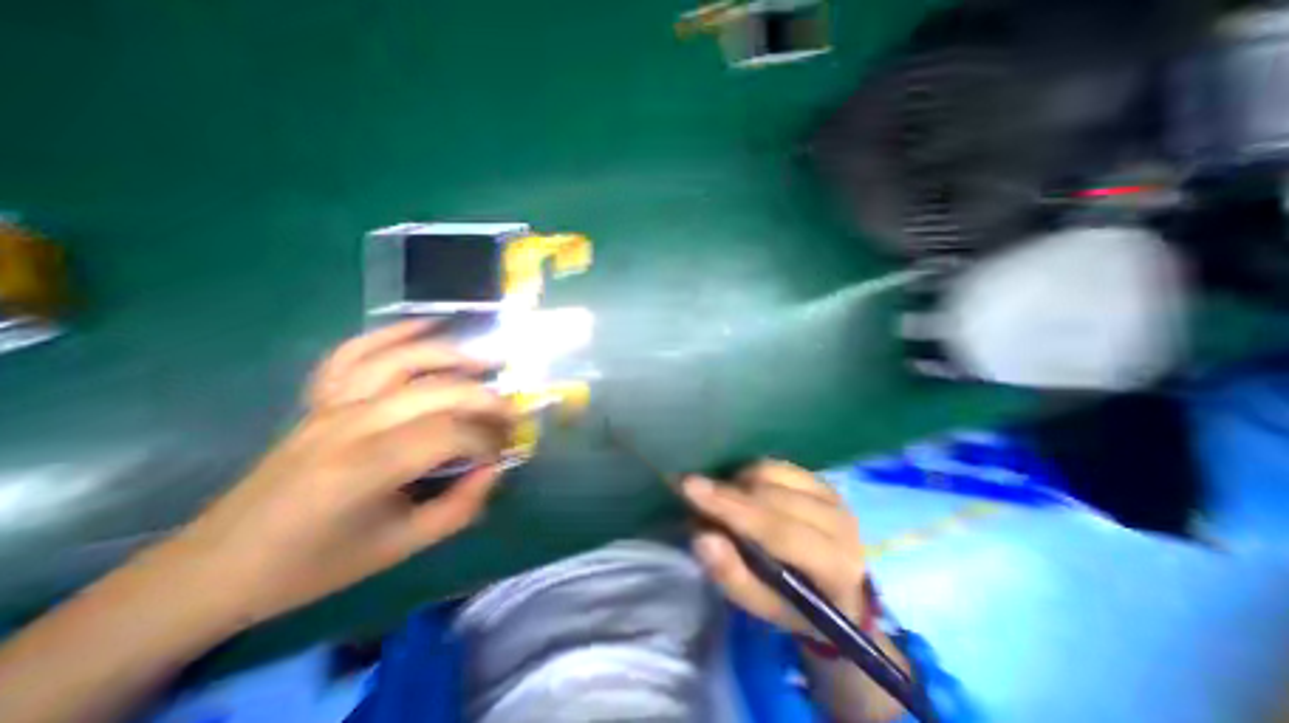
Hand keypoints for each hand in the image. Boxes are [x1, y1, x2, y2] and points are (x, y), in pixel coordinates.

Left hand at [168, 322, 516, 625]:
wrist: (217, 567)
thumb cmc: (314, 564)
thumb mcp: (400, 547)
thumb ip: (459, 508)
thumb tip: (494, 471)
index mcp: (367, 467)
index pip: (452, 433)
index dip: (488, 440)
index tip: (502, 455)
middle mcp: (352, 424)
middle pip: (438, 391)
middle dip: (486, 400)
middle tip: (510, 415)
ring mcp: (332, 404)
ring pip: (404, 361)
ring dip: (452, 356)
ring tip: (487, 363)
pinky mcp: (320, 399)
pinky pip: (355, 353)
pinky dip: (392, 333)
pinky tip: (425, 325)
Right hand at [684, 462, 865, 634]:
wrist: (839, 589)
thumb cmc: (797, 605)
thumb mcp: (763, 607)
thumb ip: (732, 576)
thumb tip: (702, 537)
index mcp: (835, 565)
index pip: (776, 528)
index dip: (730, 506)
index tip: (689, 486)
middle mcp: (839, 522)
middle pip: (770, 495)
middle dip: (726, 493)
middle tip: (693, 496)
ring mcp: (831, 495)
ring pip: (770, 472)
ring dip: (737, 482)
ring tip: (722, 501)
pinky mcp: (821, 479)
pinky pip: (775, 464)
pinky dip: (750, 473)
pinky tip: (742, 490)